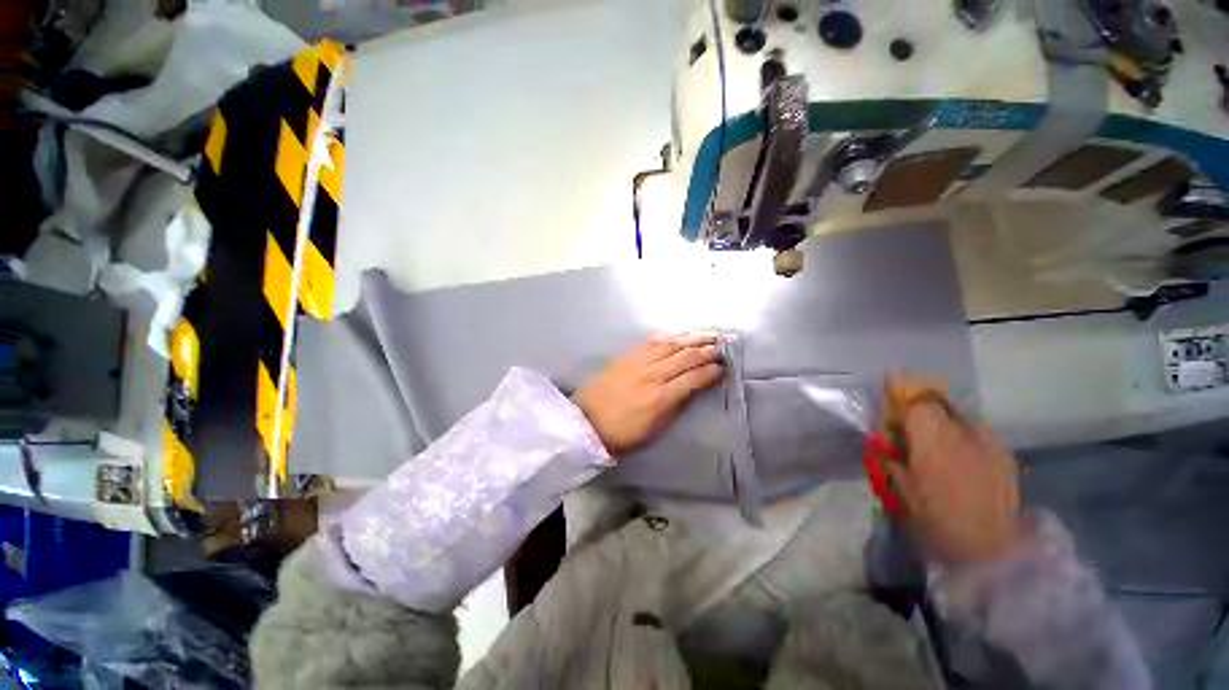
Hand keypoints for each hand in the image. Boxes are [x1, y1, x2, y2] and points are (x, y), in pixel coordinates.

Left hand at [575, 335, 724, 453]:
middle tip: (721, 347)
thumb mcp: (656, 429)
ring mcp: (637, 362)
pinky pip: (651, 342)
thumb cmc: (623, 433)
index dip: (711, 372)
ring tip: (707, 335)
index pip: (694, 378)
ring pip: (669, 345)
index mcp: (661, 398)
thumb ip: (676, 405)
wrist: (588, 422)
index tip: (723, 368)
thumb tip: (692, 389)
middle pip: (684, 357)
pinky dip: (668, 337)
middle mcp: (652, 375)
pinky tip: (678, 335)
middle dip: (706, 351)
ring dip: (691, 339)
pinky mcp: (626, 357)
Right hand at [887, 385, 1021, 564]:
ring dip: (943, 420)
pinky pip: (979, 432)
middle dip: (921, 406)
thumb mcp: (901, 489)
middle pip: (939, 403)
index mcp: (935, 442)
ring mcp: (990, 444)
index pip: (918, 401)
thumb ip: (892, 455)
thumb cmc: (937, 521)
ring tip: (936, 441)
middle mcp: (964, 435)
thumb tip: (886, 436)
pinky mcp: (1005, 456)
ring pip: (961, 416)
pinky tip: (961, 456)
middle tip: (909, 422)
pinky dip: (964, 434)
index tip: (890, 391)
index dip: (902, 392)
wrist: (991, 552)